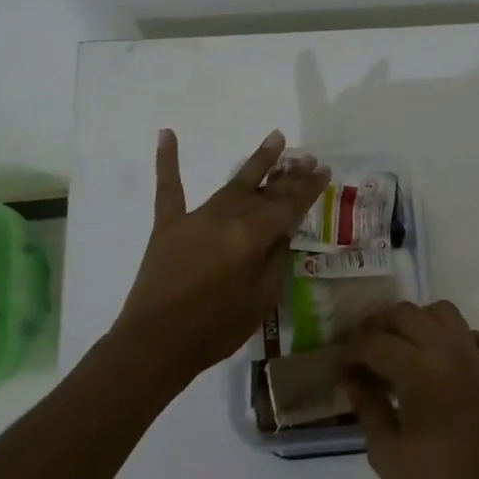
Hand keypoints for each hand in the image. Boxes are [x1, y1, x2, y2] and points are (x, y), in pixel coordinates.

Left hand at [114, 129, 328, 386]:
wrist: (154, 344)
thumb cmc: (214, 329)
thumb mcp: (260, 301)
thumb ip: (274, 260)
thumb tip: (283, 232)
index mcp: (250, 237)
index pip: (287, 206)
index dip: (307, 188)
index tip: (323, 171)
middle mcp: (225, 217)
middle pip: (264, 192)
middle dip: (289, 175)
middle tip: (308, 159)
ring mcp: (194, 217)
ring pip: (233, 185)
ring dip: (256, 163)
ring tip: (276, 139)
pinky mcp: (168, 225)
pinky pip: (169, 188)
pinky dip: (167, 160)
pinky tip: (166, 133)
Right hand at [340, 302, 478, 478]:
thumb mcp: (387, 454)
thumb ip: (367, 406)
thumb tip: (350, 377)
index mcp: (420, 372)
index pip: (375, 343)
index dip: (351, 352)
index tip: (339, 368)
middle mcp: (451, 352)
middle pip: (407, 314)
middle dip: (378, 328)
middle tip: (363, 354)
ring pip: (444, 312)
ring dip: (418, 322)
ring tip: (401, 349)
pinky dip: (463, 339)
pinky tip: (448, 361)